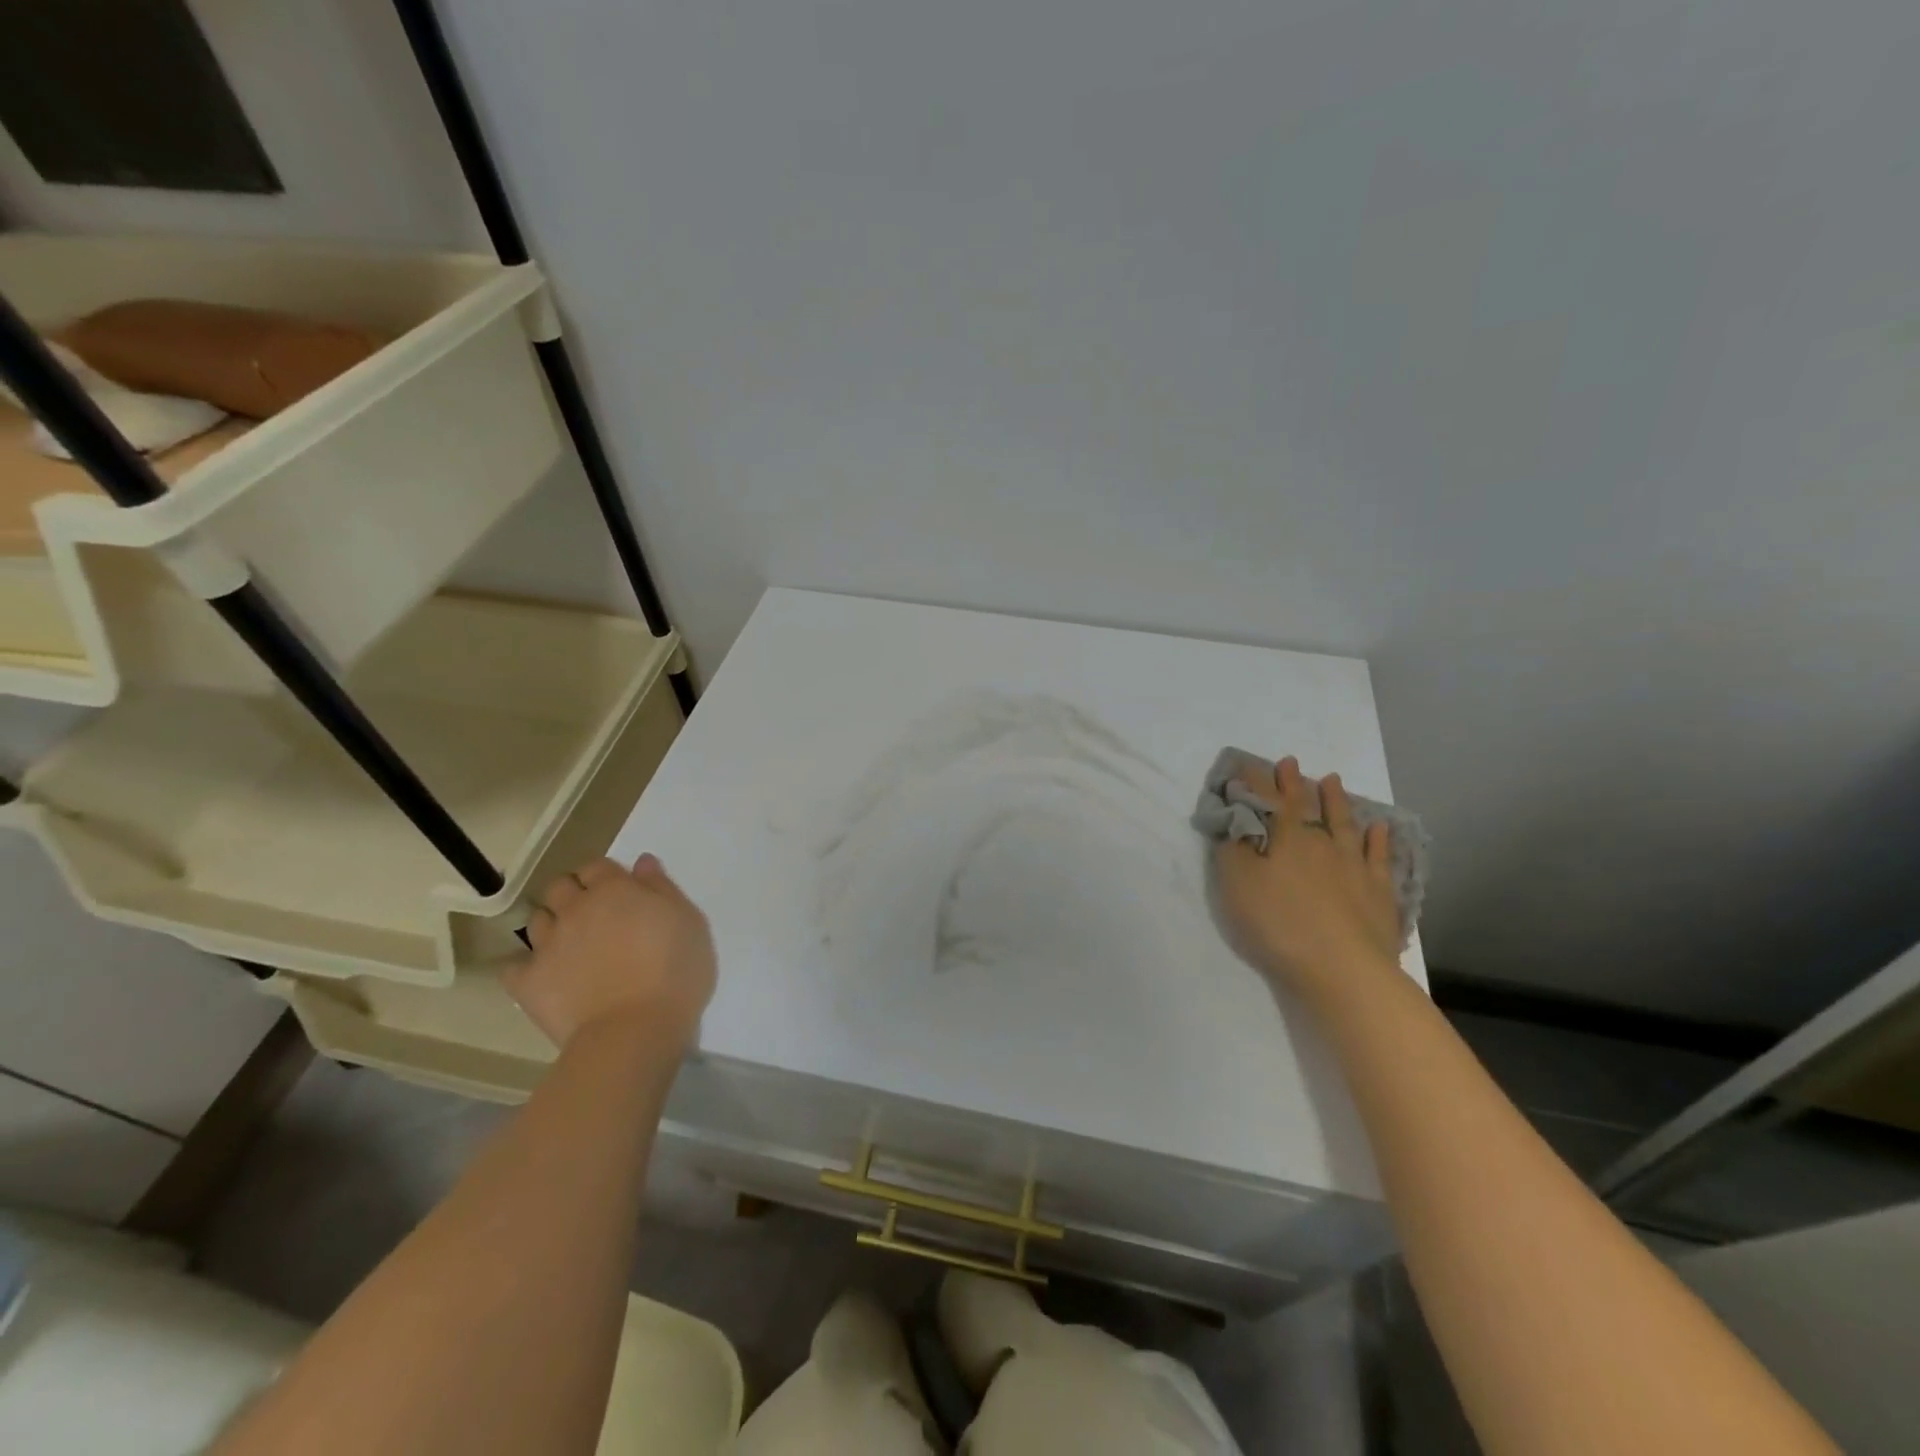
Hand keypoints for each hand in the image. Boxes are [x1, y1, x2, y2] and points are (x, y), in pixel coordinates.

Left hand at [506, 854, 716, 1052]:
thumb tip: (641, 863)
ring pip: (536, 920)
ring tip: (571, 945)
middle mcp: (575, 910)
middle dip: (573, 893)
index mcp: (614, 891)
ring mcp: (547, 945)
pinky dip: (525, 966)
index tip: (621, 892)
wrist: (635, 1030)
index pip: (597, 866)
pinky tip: (543, 975)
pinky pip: (512, 966)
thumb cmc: (675, 971)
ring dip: (552, 925)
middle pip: (560, 886)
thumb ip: (662, 888)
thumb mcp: (689, 922)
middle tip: (594, 915)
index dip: (606, 876)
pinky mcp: (528, 983)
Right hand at [1214, 756, 1403, 1008]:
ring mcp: (1353, 864)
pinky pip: (1378, 856)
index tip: (1248, 765)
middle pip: (1304, 805)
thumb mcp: (1237, 884)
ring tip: (1331, 779)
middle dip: (1293, 782)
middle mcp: (1319, 842)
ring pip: (1343, 822)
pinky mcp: (1379, 890)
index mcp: (1284, 838)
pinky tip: (1379, 827)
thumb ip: (1233, 848)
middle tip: (1289, 762)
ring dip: (1335, 799)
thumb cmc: (1279, 924)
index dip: (1256, 781)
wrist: (1342, 968)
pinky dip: (1378, 838)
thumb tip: (1236, 820)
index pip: (1267, 800)